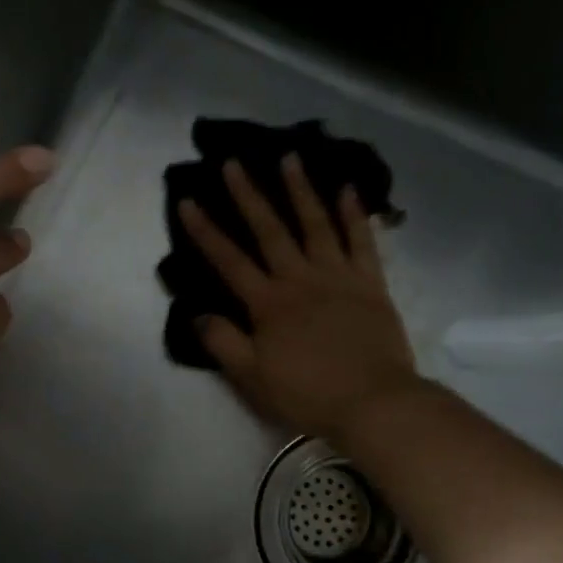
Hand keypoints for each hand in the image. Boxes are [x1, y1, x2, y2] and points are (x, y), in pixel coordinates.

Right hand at [179, 155, 422, 443]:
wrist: (375, 403)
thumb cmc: (308, 394)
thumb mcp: (252, 377)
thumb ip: (222, 342)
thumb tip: (198, 313)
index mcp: (268, 303)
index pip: (228, 260)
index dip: (205, 231)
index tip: (187, 201)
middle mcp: (300, 279)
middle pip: (269, 230)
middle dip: (248, 195)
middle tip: (233, 162)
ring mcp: (338, 276)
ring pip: (316, 224)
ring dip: (300, 190)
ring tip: (289, 158)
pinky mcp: (371, 283)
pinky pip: (362, 241)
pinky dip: (355, 214)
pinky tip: (348, 190)